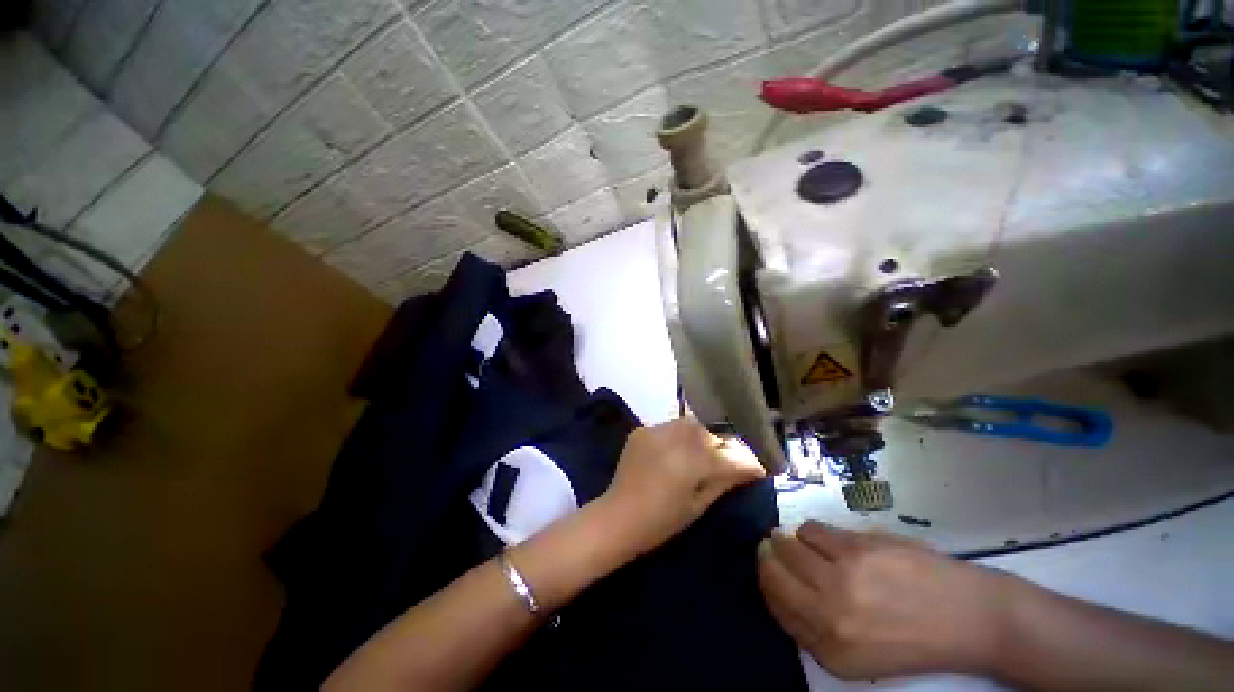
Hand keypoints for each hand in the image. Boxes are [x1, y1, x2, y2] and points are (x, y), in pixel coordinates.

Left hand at [602, 418, 765, 555]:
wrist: (617, 516)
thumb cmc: (660, 522)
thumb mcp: (697, 505)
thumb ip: (723, 481)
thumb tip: (750, 468)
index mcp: (689, 462)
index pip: (727, 457)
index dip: (748, 462)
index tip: (760, 468)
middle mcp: (673, 439)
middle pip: (710, 432)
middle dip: (724, 443)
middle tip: (731, 458)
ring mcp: (654, 431)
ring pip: (690, 424)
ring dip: (702, 435)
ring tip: (706, 451)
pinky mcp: (642, 430)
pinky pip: (669, 426)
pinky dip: (680, 435)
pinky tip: (680, 449)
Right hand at [758, 521, 1011, 680]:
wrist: (969, 618)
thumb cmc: (911, 640)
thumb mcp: (857, 655)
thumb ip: (814, 628)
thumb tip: (778, 583)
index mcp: (830, 650)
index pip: (774, 604)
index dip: (765, 580)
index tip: (766, 566)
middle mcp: (829, 616)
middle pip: (772, 570)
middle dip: (768, 555)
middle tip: (772, 546)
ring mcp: (843, 578)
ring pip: (788, 544)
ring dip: (791, 542)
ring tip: (808, 547)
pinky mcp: (857, 548)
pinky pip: (811, 529)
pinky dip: (811, 532)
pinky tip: (827, 540)